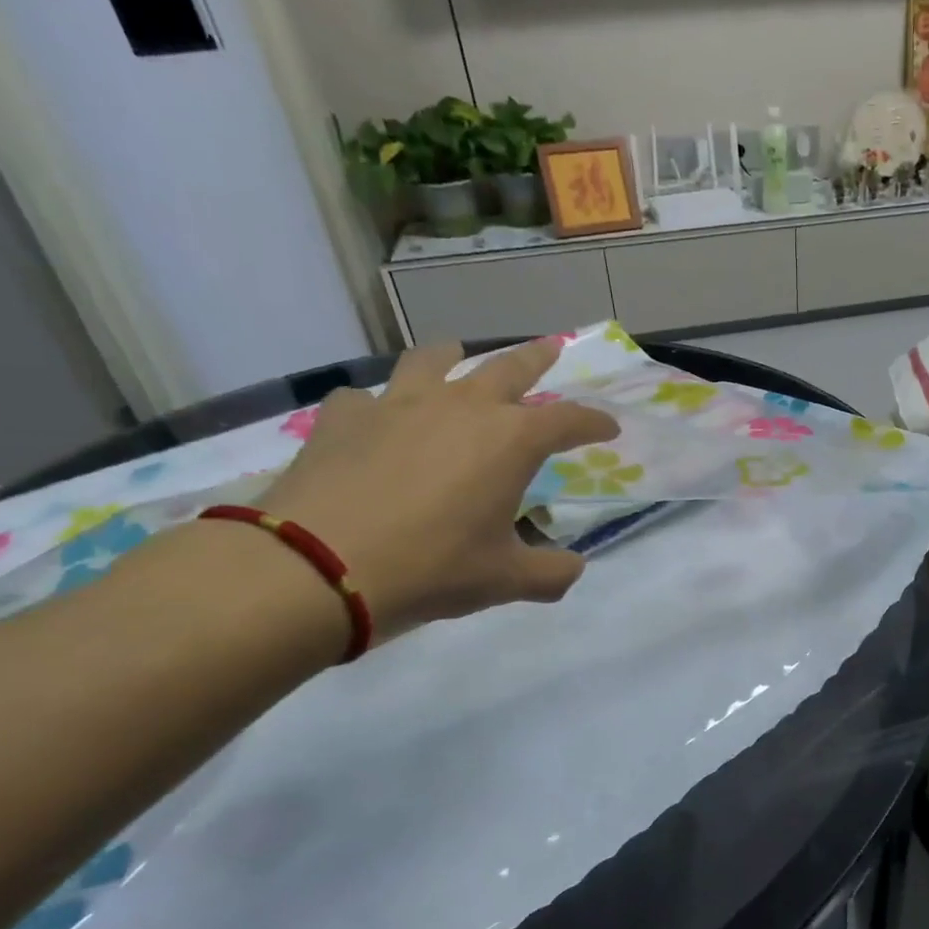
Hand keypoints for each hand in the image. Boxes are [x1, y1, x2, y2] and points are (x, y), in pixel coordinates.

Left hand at [252, 338, 617, 636]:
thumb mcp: (505, 580)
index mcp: (510, 440)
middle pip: (508, 367)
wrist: (319, 566)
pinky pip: (366, 398)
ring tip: (455, 352)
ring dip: (452, 355)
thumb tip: (573, 569)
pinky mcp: (344, 417)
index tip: (609, 428)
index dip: (594, 423)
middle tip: (550, 348)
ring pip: (433, 360)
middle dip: (536, 358)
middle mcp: (461, 407)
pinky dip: (378, 405)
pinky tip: (374, 419)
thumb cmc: (432, 567)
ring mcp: (398, 404)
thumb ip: (550, 573)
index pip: (568, 420)